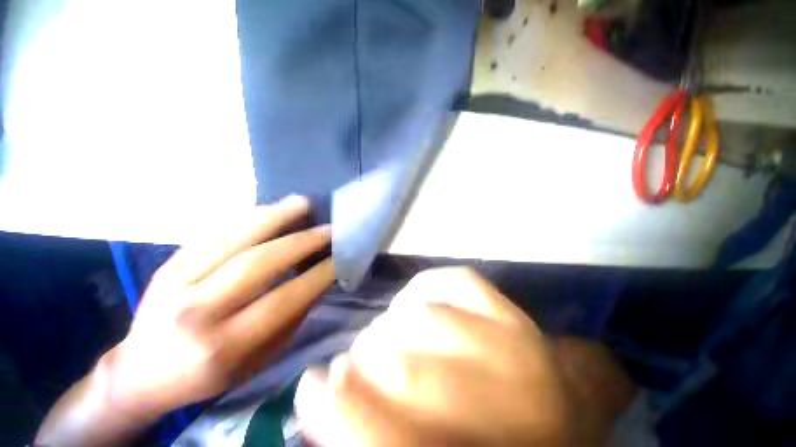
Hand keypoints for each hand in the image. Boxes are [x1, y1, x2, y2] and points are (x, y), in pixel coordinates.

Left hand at [101, 195, 334, 419]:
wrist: (141, 372)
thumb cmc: (209, 374)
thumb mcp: (259, 359)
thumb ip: (290, 318)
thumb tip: (319, 280)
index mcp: (225, 345)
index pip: (285, 299)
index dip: (318, 274)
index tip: (340, 257)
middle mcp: (197, 311)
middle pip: (259, 263)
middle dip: (302, 241)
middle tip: (328, 228)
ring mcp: (177, 282)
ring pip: (235, 239)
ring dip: (276, 217)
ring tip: (302, 203)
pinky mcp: (168, 264)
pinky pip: (214, 233)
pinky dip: (249, 218)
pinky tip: (270, 210)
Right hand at [295, 267, 571, 446]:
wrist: (551, 417)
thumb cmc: (475, 438)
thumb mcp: (422, 445)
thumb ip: (370, 429)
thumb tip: (320, 391)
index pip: (395, 442)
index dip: (342, 415)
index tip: (309, 386)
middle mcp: (513, 407)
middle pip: (410, 371)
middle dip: (365, 359)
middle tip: (351, 361)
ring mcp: (521, 349)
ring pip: (428, 318)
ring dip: (390, 324)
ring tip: (384, 334)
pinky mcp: (517, 313)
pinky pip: (459, 281)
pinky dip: (427, 284)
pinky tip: (415, 300)